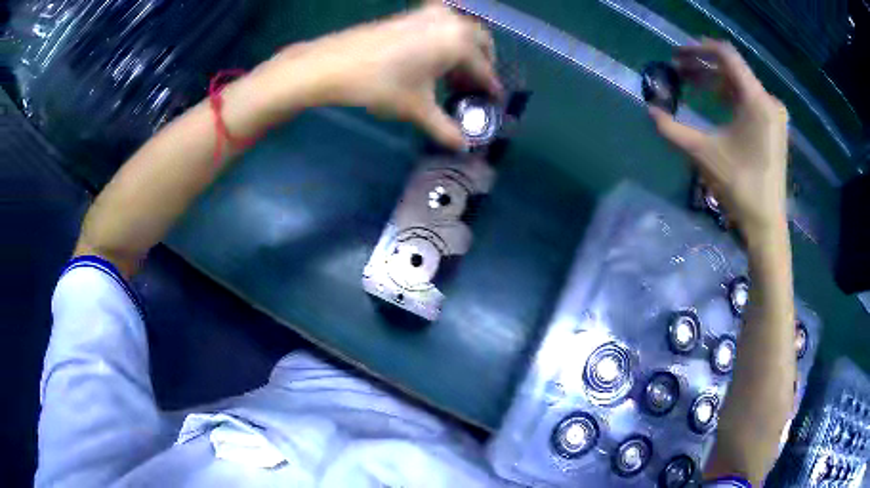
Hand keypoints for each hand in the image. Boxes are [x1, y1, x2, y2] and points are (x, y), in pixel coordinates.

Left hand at [253, 3, 501, 148]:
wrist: (333, 65)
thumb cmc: (381, 85)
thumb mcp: (417, 109)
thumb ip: (445, 128)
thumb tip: (462, 147)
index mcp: (459, 41)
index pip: (484, 69)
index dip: (489, 88)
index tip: (494, 101)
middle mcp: (450, 21)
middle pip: (480, 42)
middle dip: (482, 63)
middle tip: (474, 87)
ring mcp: (429, 13)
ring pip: (461, 31)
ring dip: (465, 51)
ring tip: (454, 77)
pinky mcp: (410, 14)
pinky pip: (441, 26)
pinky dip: (447, 41)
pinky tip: (434, 61)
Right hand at [649, 40, 789, 236]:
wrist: (766, 224)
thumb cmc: (738, 187)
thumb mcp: (702, 154)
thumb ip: (672, 128)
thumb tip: (650, 110)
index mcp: (756, 100)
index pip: (726, 55)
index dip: (699, 49)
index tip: (677, 54)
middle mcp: (769, 101)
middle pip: (733, 69)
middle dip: (703, 66)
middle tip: (678, 71)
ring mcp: (774, 115)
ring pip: (741, 84)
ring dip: (715, 81)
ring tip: (692, 85)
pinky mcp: (774, 128)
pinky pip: (750, 99)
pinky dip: (730, 96)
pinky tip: (716, 103)